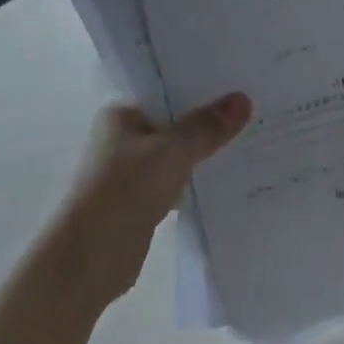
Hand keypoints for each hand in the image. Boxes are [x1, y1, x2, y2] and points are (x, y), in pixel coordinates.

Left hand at [55, 94, 251, 305]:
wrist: (91, 256)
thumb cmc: (126, 189)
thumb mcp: (173, 151)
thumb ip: (207, 127)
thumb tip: (242, 99)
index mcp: (121, 115)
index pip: (166, 92)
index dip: (200, 90)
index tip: (237, 87)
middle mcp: (122, 139)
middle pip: (173, 124)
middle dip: (206, 124)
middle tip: (251, 114)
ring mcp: (129, 173)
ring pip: (175, 155)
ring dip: (201, 155)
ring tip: (246, 143)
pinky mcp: (139, 202)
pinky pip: (174, 183)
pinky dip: (193, 182)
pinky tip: (224, 180)